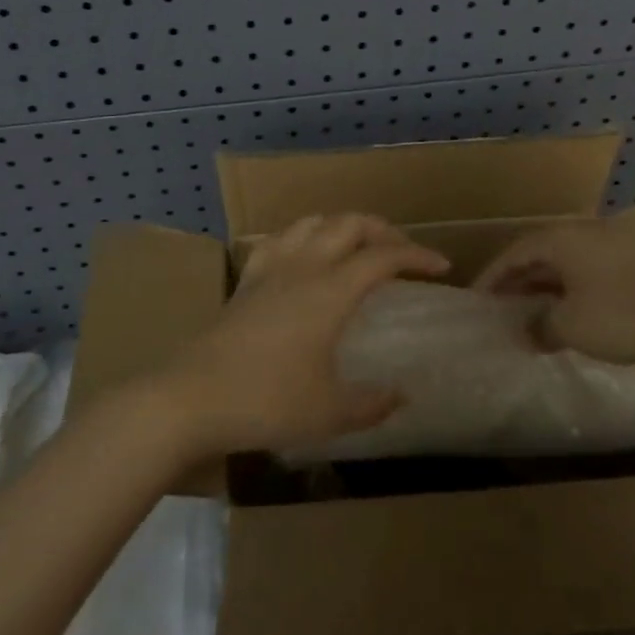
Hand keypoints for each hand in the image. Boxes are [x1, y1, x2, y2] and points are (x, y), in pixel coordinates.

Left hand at [161, 214, 449, 454]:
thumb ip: (372, 403)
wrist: (193, 397)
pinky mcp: (247, 279)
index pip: (383, 256)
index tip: (441, 267)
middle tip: (403, 252)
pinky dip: (304, 236)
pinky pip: (280, 239)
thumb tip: (402, 396)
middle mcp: (305, 267)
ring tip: (358, 247)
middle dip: (383, 230)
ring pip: (314, 222)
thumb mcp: (330, 412)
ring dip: (343, 226)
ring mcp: (271, 268)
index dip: (416, 255)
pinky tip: (304, 256)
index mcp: (331, 291)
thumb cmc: (267, 402)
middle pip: (350, 224)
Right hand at [473, 217, 634, 371]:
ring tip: (545, 318)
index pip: (514, 254)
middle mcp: (587, 234)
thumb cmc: (631, 314)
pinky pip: (601, 274)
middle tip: (507, 311)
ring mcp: (621, 244)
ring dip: (555, 289)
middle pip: (544, 256)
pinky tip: (590, 317)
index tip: (478, 301)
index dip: (493, 277)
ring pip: (574, 265)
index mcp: (562, 240)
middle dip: (523, 283)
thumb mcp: (576, 327)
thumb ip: (544, 327)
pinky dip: (584, 293)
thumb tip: (527, 331)